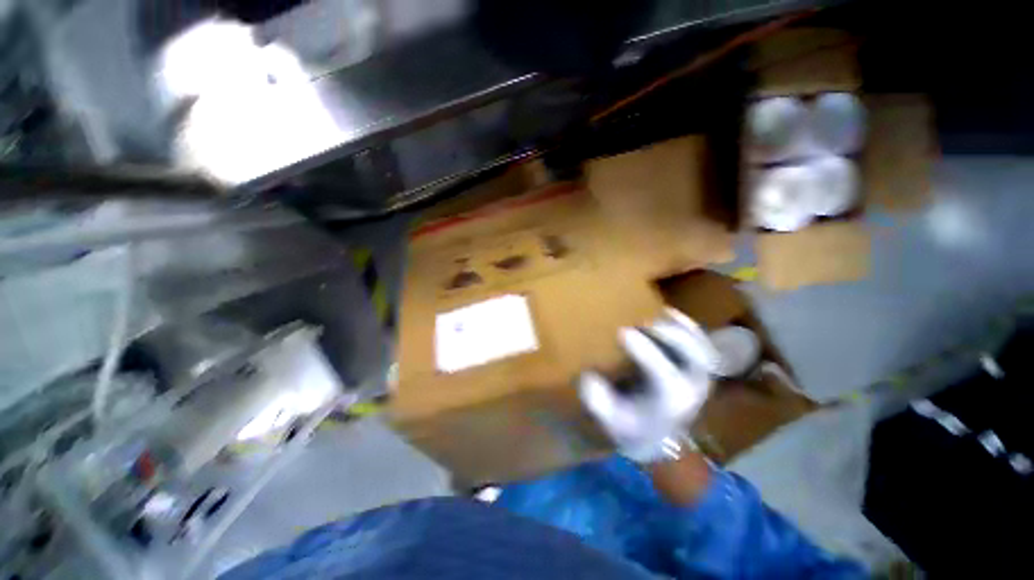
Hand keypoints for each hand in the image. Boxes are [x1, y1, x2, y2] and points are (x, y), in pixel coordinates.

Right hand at [579, 308, 718, 462]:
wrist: (652, 434)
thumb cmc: (628, 424)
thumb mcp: (608, 419)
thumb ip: (598, 402)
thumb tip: (590, 378)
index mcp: (670, 403)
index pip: (664, 376)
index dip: (645, 352)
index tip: (622, 332)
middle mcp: (692, 389)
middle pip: (693, 357)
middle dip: (669, 335)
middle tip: (643, 323)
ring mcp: (699, 376)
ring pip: (701, 347)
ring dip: (681, 328)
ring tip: (657, 315)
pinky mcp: (698, 367)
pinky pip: (702, 343)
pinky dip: (689, 326)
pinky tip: (669, 313)